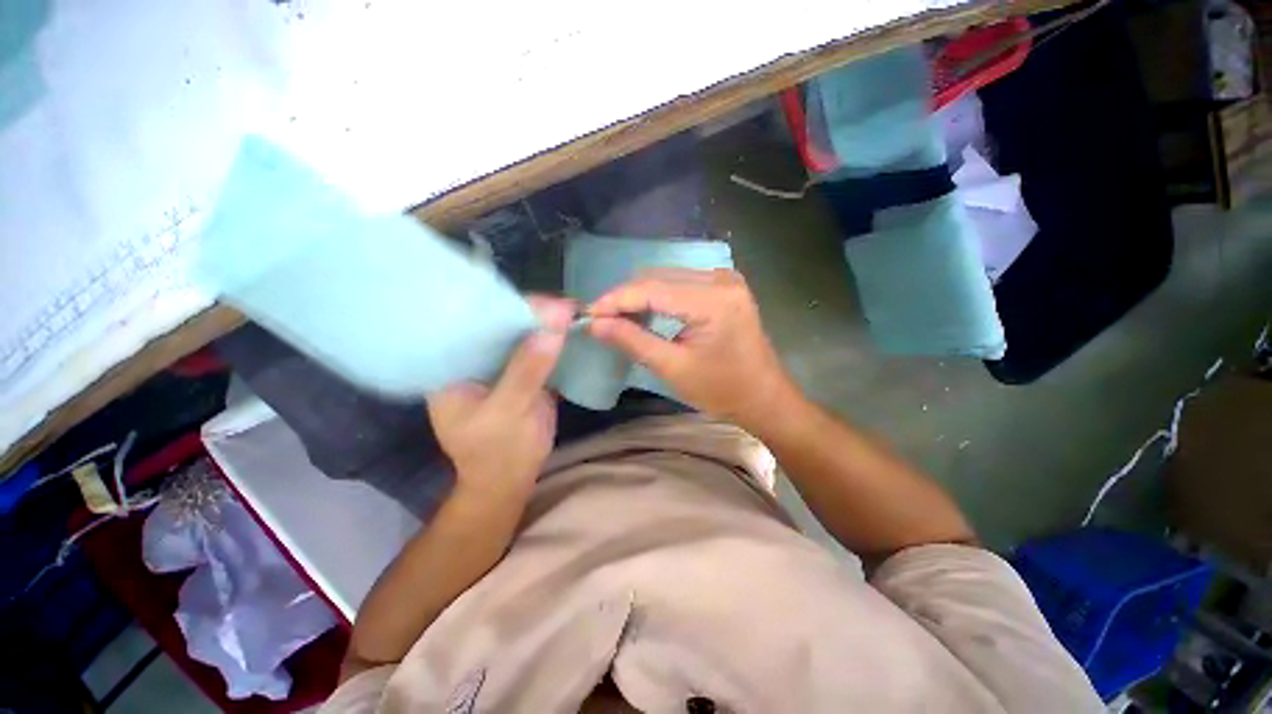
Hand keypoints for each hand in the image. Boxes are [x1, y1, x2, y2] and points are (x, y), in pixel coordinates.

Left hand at [427, 296, 573, 501]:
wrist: (512, 480)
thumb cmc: (497, 453)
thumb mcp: (508, 412)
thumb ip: (527, 369)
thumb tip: (556, 322)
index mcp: (452, 365)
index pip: (473, 323)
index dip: (506, 308)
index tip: (542, 302)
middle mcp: (474, 358)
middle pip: (501, 324)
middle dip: (533, 313)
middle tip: (566, 305)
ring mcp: (500, 364)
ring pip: (523, 335)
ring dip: (548, 324)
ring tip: (575, 311)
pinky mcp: (523, 371)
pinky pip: (539, 349)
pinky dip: (556, 340)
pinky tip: (572, 329)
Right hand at [588, 268, 799, 432]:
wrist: (765, 398)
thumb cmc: (723, 391)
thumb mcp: (673, 369)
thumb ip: (633, 341)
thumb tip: (595, 323)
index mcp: (713, 300)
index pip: (652, 288)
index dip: (616, 299)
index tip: (588, 313)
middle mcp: (721, 279)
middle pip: (659, 277)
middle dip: (626, 297)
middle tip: (601, 320)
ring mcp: (725, 280)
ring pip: (668, 277)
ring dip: (640, 295)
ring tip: (619, 319)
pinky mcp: (725, 286)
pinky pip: (681, 283)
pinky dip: (659, 296)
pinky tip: (645, 312)